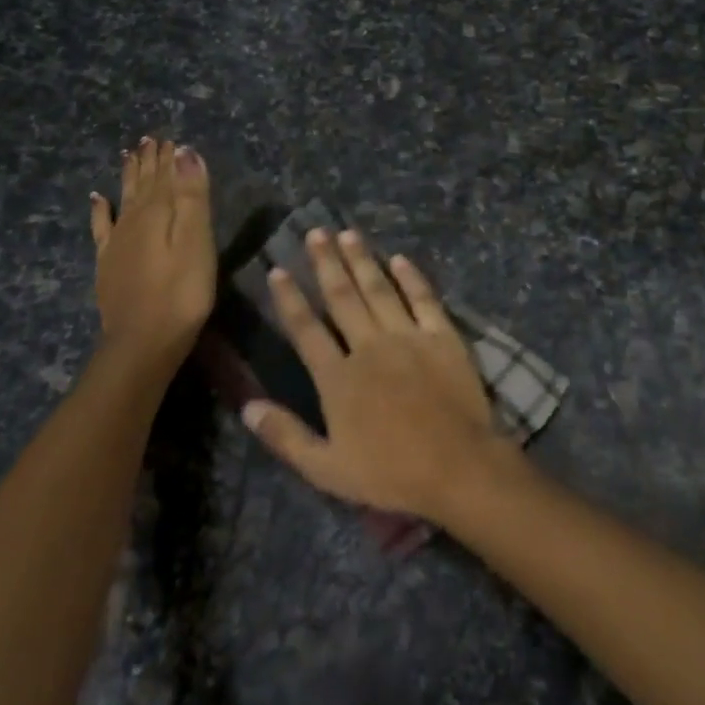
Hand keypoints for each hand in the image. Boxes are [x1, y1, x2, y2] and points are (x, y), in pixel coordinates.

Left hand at [88, 137, 214, 368]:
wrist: (143, 341)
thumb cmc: (182, 292)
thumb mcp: (196, 241)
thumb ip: (191, 197)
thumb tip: (185, 152)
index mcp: (157, 212)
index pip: (164, 175)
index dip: (168, 156)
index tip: (171, 136)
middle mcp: (133, 220)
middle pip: (143, 184)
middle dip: (149, 161)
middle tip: (150, 139)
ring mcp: (117, 242)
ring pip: (124, 198)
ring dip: (129, 176)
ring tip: (130, 154)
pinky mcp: (108, 264)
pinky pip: (102, 226)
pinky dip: (100, 209)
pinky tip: (97, 198)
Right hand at [240, 228, 516, 519]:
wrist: (457, 466)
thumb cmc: (391, 473)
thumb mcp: (327, 468)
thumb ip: (286, 437)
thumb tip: (247, 407)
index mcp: (338, 377)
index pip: (306, 328)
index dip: (289, 298)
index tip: (278, 269)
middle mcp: (369, 346)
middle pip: (342, 297)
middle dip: (326, 263)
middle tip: (315, 232)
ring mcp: (408, 337)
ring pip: (380, 289)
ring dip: (362, 260)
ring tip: (348, 233)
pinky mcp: (443, 336)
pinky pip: (424, 298)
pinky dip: (412, 277)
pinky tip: (400, 258)